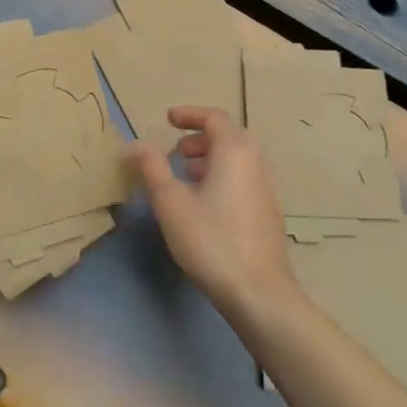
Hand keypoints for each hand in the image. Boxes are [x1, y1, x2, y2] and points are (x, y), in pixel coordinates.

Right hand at [128, 107, 296, 317]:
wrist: (259, 292)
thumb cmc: (211, 240)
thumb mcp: (171, 203)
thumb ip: (152, 168)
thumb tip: (136, 144)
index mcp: (234, 151)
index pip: (214, 118)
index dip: (190, 115)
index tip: (168, 119)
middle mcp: (256, 162)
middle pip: (229, 136)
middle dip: (200, 138)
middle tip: (176, 153)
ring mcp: (268, 188)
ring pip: (238, 159)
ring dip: (211, 159)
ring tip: (186, 177)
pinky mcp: (270, 212)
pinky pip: (245, 178)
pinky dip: (224, 176)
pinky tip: (207, 204)